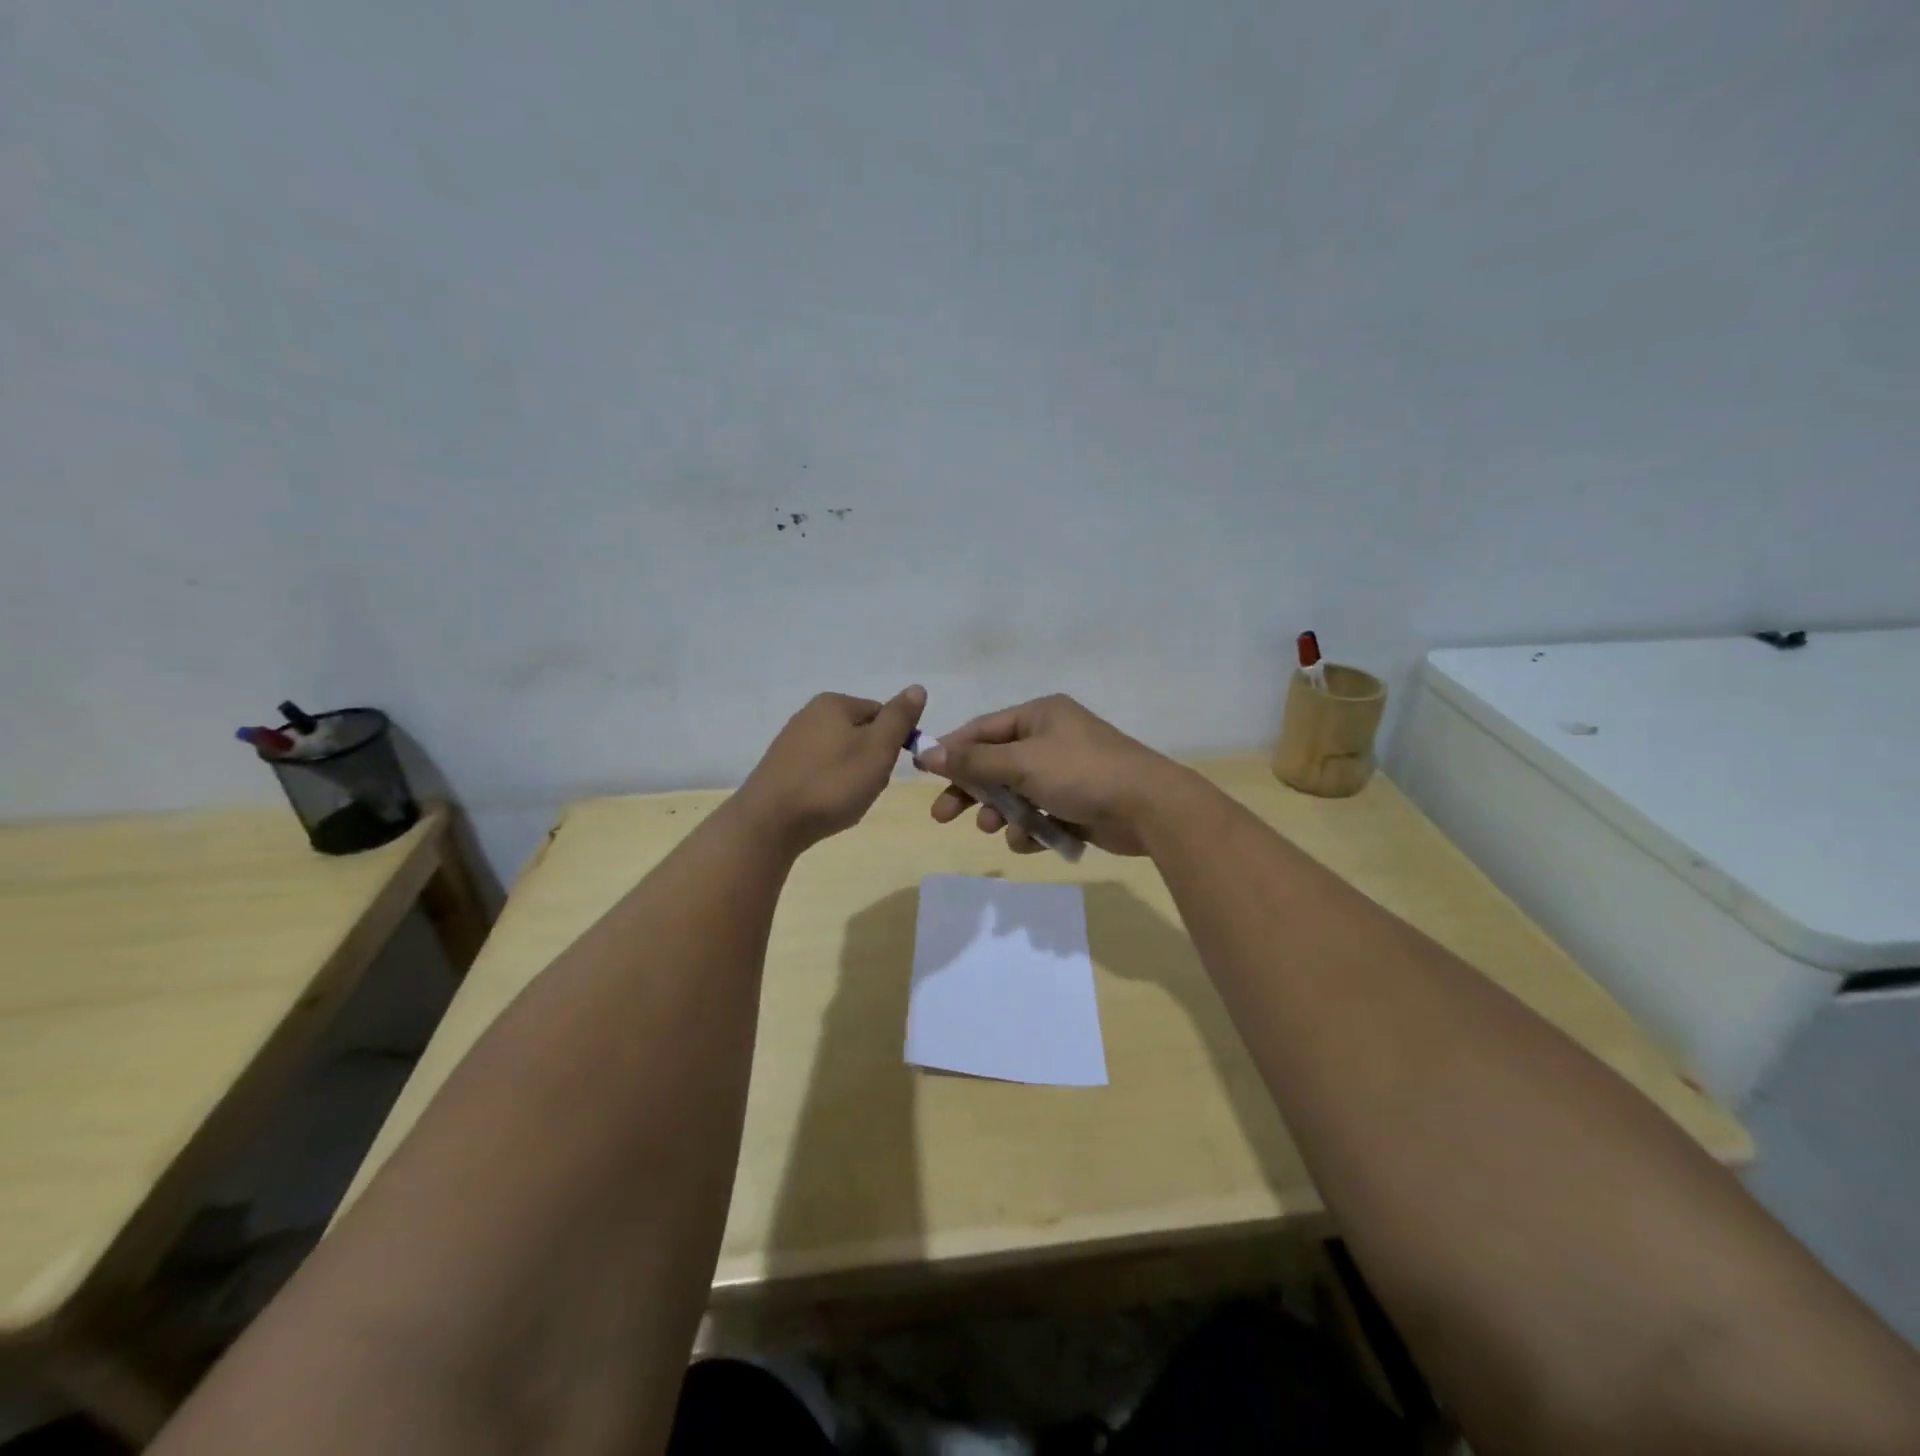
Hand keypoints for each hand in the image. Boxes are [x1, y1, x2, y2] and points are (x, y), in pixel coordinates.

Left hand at [737, 687, 925, 852]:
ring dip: (851, 776)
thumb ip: (899, 718)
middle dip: (871, 761)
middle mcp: (810, 713)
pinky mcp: (781, 767)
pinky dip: (829, 785)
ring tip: (845, 800)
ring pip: (841, 754)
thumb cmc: (832, 783)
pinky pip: (820, 770)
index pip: (882, 713)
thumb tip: (917, 687)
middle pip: (861, 734)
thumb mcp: (877, 749)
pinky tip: (825, 804)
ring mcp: (792, 740)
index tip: (886, 769)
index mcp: (834, 703)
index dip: (893, 742)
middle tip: (866, 787)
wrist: (770, 823)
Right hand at [917, 694, 1191, 855]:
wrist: (1149, 808)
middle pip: (996, 764)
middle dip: (971, 790)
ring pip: (1016, 793)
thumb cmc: (1081, 773)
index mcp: (1040, 716)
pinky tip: (1030, 840)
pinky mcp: (1077, 804)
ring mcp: (1065, 773)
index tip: (924, 772)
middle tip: (942, 815)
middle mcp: (1051, 739)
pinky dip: (1030, 828)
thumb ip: (974, 761)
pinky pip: (1040, 814)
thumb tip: (928, 753)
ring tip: (996, 828)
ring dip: (1002, 812)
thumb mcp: (1022, 763)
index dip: (952, 750)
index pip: (983, 730)